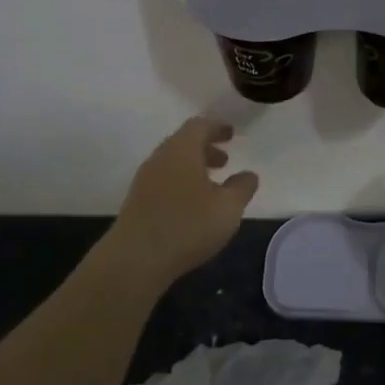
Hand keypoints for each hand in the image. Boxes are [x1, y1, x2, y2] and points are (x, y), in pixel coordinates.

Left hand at [106, 117, 258, 289]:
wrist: (135, 259)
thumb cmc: (187, 225)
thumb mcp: (227, 208)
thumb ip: (242, 188)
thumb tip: (249, 175)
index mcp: (182, 149)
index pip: (199, 125)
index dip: (217, 127)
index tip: (231, 133)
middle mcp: (160, 158)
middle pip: (183, 143)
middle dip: (206, 148)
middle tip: (225, 160)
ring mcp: (145, 180)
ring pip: (173, 163)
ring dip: (193, 168)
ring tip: (212, 186)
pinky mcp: (137, 202)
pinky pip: (164, 181)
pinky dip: (182, 183)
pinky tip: (193, 206)